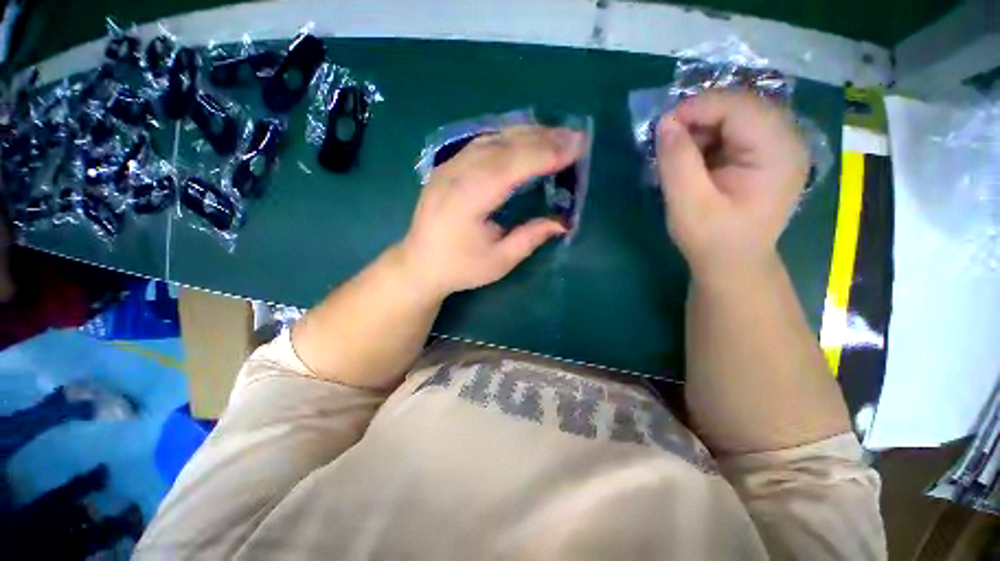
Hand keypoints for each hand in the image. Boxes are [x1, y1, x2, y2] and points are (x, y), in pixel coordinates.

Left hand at [396, 125, 584, 298]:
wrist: (419, 264)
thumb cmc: (459, 268)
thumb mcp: (499, 261)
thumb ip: (530, 238)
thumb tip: (562, 223)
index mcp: (467, 200)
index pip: (511, 166)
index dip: (544, 154)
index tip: (576, 147)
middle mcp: (455, 175)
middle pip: (502, 146)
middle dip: (542, 138)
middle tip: (575, 136)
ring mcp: (447, 167)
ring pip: (491, 139)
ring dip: (526, 133)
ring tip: (555, 135)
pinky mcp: (445, 167)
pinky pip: (480, 143)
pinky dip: (506, 137)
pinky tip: (523, 139)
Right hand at [656, 89, 808, 281]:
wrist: (732, 264)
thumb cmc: (711, 239)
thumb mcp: (687, 203)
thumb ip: (676, 161)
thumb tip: (665, 123)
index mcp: (777, 153)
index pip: (739, 107)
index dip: (698, 108)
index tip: (662, 127)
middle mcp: (787, 141)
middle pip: (741, 106)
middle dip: (700, 118)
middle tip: (669, 142)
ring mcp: (780, 147)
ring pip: (738, 116)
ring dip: (704, 129)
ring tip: (681, 156)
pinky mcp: (767, 156)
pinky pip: (738, 131)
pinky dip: (711, 139)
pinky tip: (696, 160)